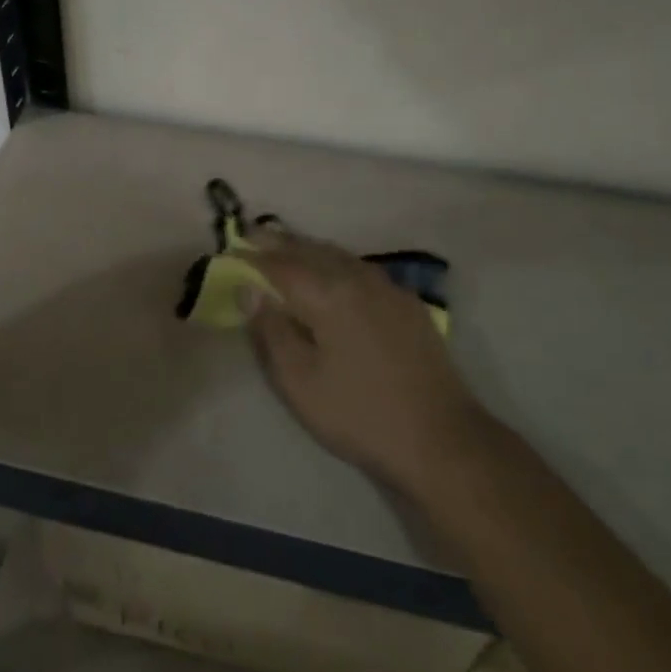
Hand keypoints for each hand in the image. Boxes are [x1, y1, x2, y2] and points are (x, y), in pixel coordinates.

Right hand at [240, 230, 487, 494]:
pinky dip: (337, 261)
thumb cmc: (359, 414)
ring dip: (309, 248)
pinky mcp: (408, 305)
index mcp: (328, 294)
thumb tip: (249, 290)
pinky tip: (334, 272)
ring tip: (287, 246)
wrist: (441, 439)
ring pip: (339, 255)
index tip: (230, 248)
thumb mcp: (299, 381)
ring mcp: (389, 289)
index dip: (252, 257)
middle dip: (279, 242)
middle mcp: (358, 279)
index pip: (280, 265)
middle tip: (252, 232)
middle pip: (311, 250)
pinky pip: (362, 269)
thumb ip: (271, 331)